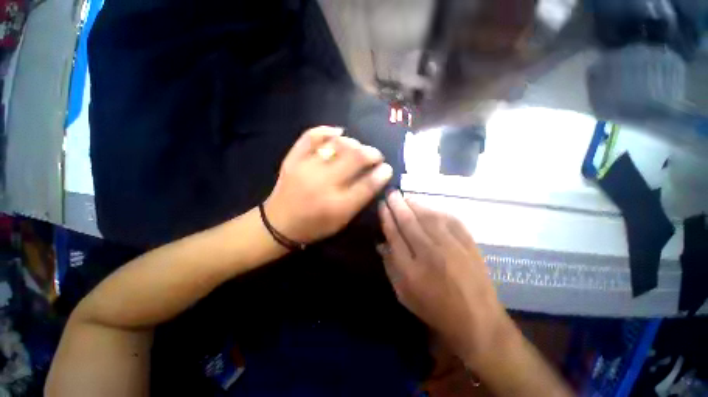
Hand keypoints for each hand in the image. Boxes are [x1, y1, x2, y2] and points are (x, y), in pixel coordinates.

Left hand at [265, 126, 392, 242]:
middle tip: (375, 156)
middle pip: (355, 158)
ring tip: (358, 148)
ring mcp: (306, 168)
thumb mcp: (342, 221)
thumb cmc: (315, 227)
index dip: (382, 173)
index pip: (368, 184)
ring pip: (337, 144)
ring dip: (354, 143)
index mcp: (337, 205)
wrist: (279, 224)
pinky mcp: (293, 159)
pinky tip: (338, 132)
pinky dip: (327, 130)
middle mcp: (323, 184)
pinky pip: (311, 136)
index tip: (387, 168)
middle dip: (372, 153)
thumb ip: (360, 199)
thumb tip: (377, 176)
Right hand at [378, 191, 516, 369]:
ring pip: (429, 217)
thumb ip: (390, 266)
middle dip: (397, 205)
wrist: (477, 320)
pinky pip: (451, 220)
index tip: (382, 205)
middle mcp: (429, 254)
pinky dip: (438, 210)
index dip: (386, 217)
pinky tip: (429, 206)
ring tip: (406, 197)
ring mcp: (451, 247)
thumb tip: (381, 243)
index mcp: (410, 270)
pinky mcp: (468, 244)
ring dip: (415, 204)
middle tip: (391, 193)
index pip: (394, 234)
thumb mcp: (403, 293)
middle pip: (409, 222)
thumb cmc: (434, 309)